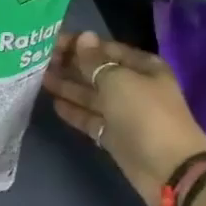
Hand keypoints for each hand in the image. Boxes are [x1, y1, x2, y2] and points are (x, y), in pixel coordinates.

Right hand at [42, 30, 205, 205]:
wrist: (168, 168)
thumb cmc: (145, 114)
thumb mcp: (118, 81)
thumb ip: (95, 61)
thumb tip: (83, 37)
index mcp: (142, 67)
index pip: (106, 49)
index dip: (79, 44)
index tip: (50, 41)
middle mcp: (133, 86)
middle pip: (97, 72)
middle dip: (70, 65)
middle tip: (38, 59)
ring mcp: (123, 113)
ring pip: (91, 95)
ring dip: (68, 86)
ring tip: (39, 77)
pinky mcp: (114, 135)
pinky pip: (90, 118)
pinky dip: (74, 111)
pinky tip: (53, 103)